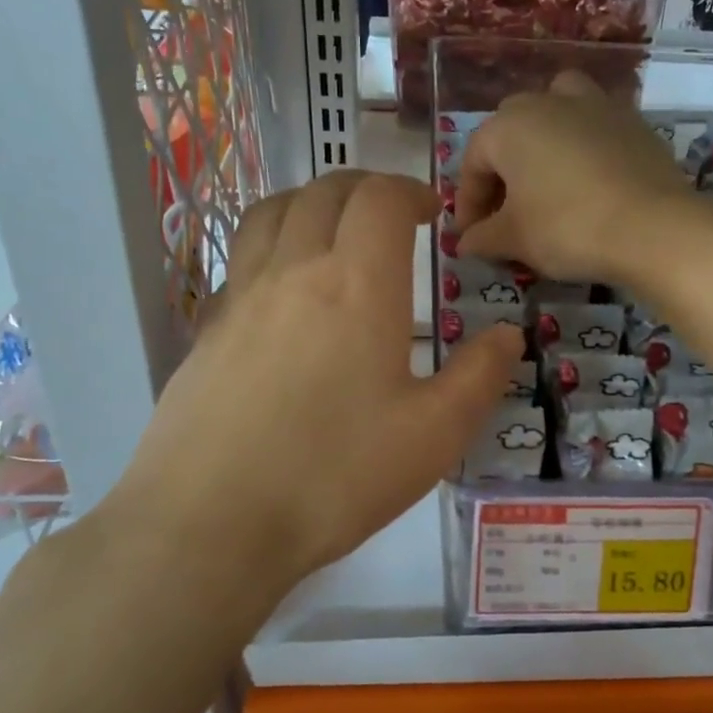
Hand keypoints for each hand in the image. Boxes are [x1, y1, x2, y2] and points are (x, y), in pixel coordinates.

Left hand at [100, 172, 521, 606]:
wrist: (210, 524)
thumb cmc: (335, 476)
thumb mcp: (435, 435)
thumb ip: (480, 376)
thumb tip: (506, 335)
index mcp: (357, 285)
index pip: (380, 199)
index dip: (410, 191)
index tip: (432, 214)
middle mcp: (293, 272)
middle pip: (323, 192)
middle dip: (365, 188)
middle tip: (392, 214)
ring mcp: (239, 299)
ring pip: (270, 213)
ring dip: (310, 203)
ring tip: (334, 231)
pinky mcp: (205, 332)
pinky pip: (240, 261)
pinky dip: (271, 247)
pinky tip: (283, 293)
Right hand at [455, 70, 691, 283]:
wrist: (652, 226)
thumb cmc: (567, 228)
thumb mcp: (514, 240)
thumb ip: (483, 237)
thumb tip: (466, 242)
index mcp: (508, 126)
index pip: (474, 163)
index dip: (468, 203)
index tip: (472, 237)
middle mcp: (548, 102)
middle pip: (511, 131)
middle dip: (502, 171)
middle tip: (506, 213)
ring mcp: (595, 105)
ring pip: (556, 109)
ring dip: (544, 139)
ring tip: (547, 177)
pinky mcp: (632, 121)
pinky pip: (595, 126)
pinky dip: (584, 146)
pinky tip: (589, 181)